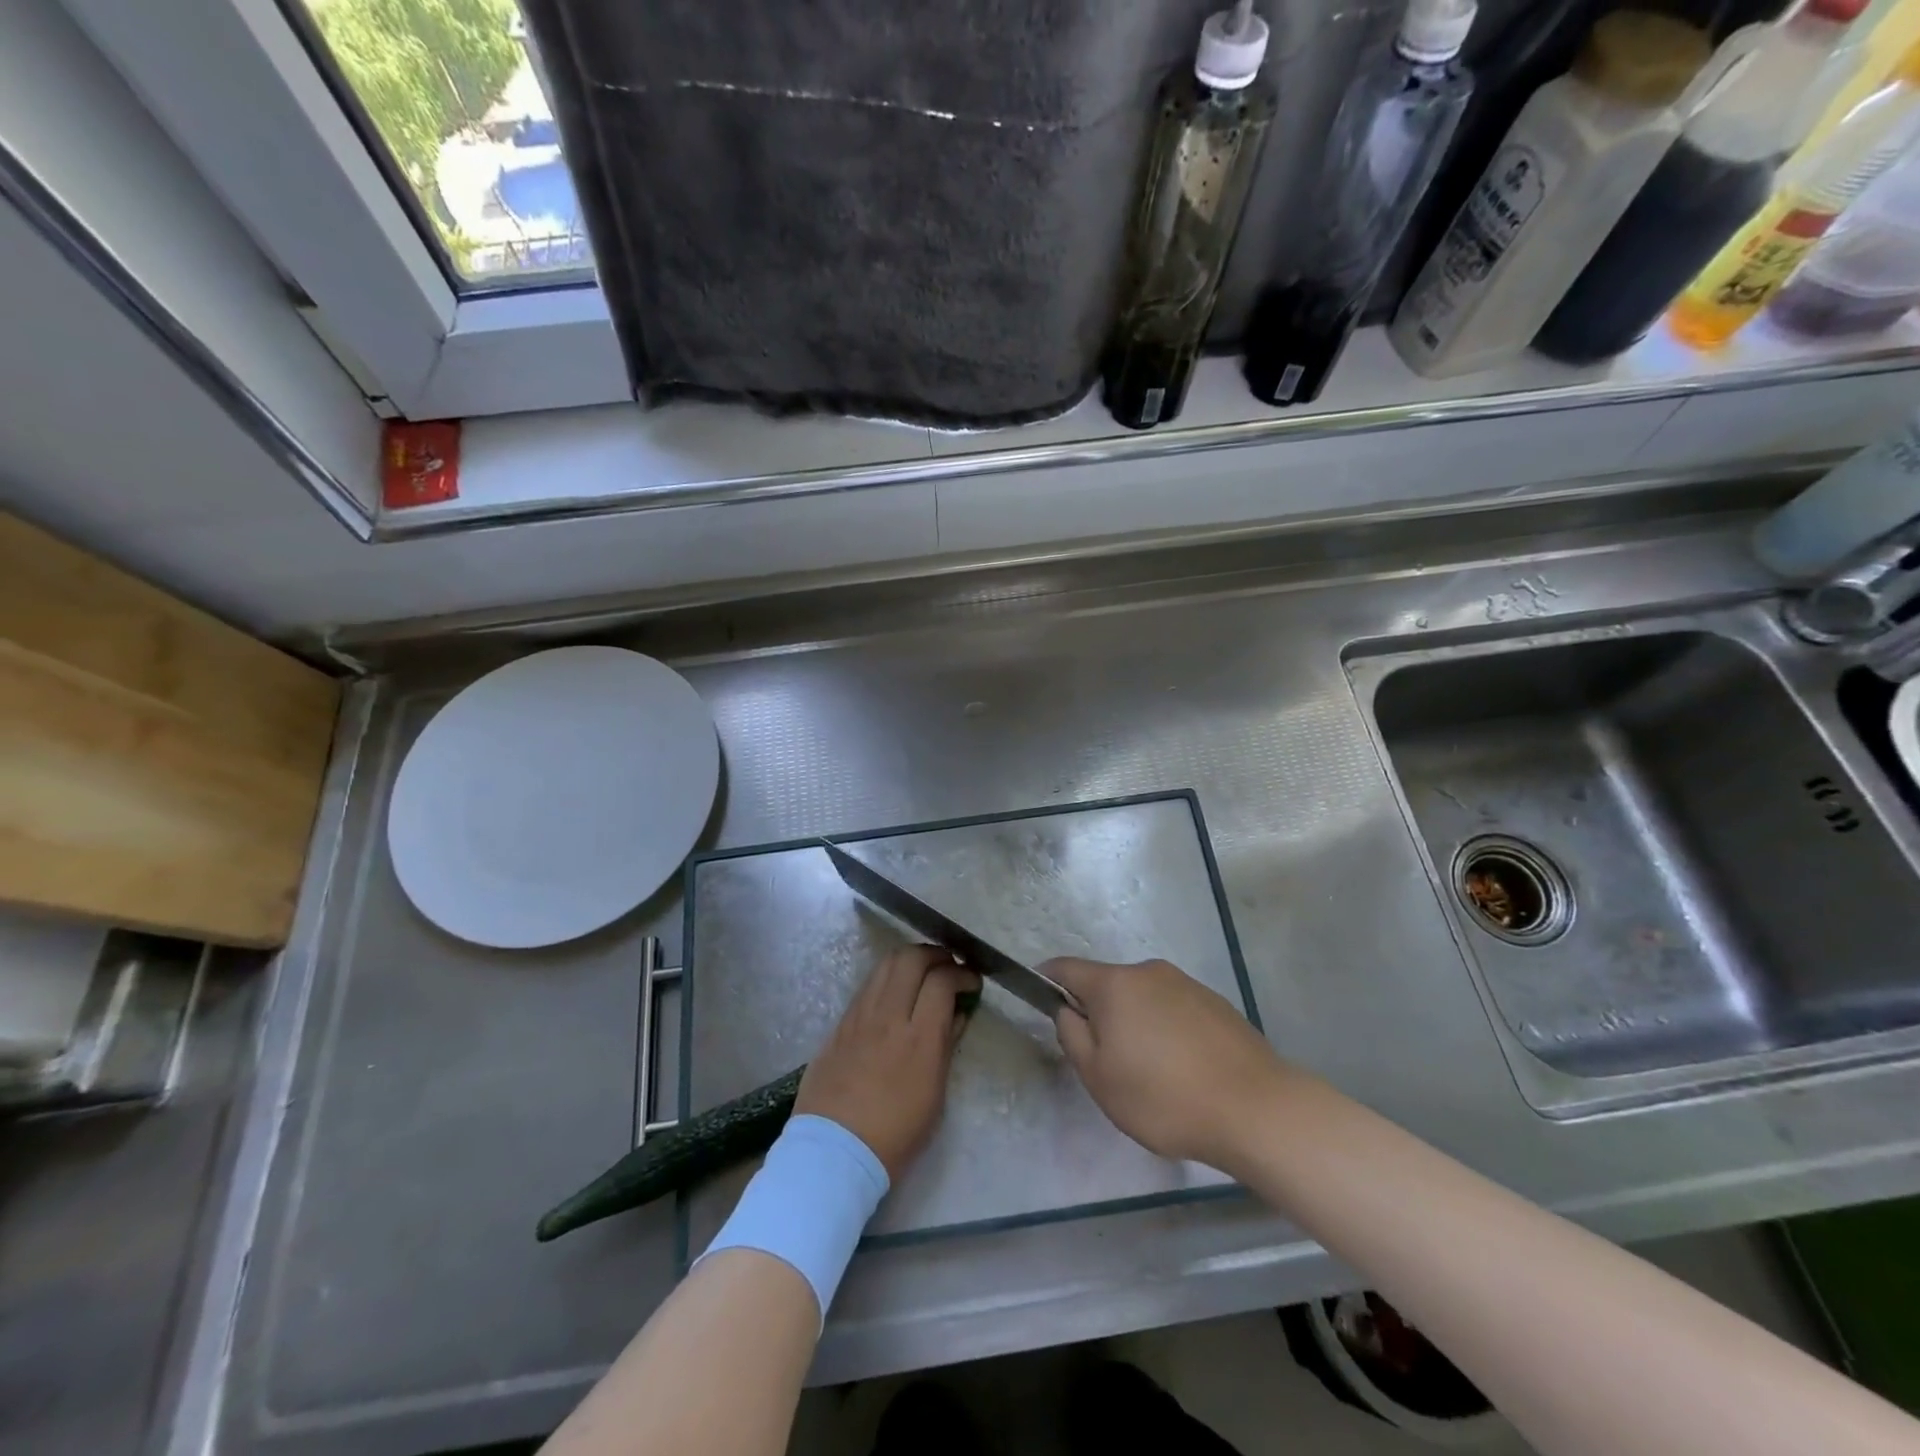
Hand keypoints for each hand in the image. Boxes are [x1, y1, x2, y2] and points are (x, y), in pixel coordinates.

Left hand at [796, 946, 980, 1179]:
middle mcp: (888, 1017)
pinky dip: (887, 978)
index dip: (962, 973)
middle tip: (948, 967)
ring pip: (885, 964)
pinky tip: (894, 993)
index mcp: (919, 1039)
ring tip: (922, 972)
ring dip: (909, 960)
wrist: (834, 1153)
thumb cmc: (895, 1134)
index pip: (942, 981)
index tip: (971, 981)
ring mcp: (859, 1016)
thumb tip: (956, 1015)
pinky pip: (867, 986)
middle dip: (936, 954)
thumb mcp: (935, 1096)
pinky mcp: (840, 1024)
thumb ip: (946, 1047)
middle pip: (911, 958)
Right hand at [1047, 957, 1282, 1172]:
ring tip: (1150, 1073)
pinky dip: (1166, 1031)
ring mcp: (1186, 984)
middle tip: (1103, 1060)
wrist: (1255, 1108)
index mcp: (1115, 984)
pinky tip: (1182, 1070)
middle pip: (1108, 985)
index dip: (1047, 979)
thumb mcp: (1099, 1078)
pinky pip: (1173, 1010)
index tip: (1040, 997)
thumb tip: (1069, 1010)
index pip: (1067, 968)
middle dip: (1098, 1013)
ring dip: (1135, 1023)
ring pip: (1143, 998)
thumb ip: (1072, 1036)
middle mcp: (1149, 972)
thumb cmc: (1163, 1097)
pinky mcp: (1215, 1003)